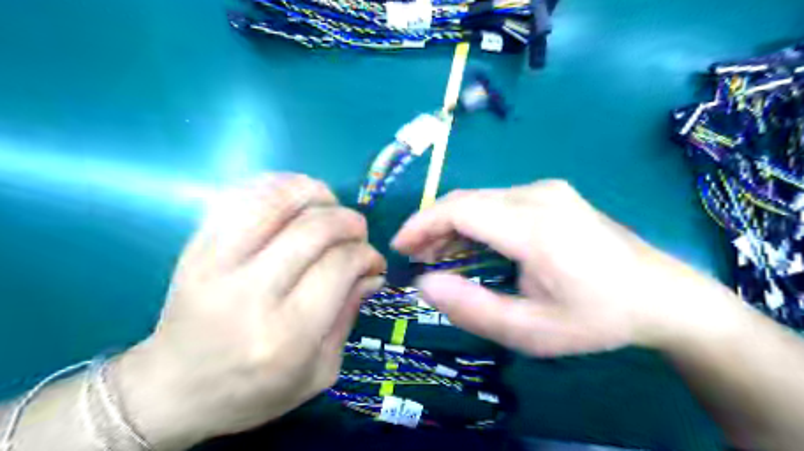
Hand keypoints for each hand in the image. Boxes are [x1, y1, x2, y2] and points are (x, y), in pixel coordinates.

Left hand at [115, 174, 385, 449]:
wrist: (171, 390)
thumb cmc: (252, 391)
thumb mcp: (318, 372)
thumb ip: (348, 316)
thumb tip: (371, 272)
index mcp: (286, 335)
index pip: (339, 266)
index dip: (366, 254)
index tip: (373, 261)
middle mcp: (250, 293)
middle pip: (314, 228)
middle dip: (349, 221)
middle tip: (357, 233)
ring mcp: (215, 264)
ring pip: (275, 201)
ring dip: (315, 193)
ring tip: (329, 206)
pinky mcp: (195, 247)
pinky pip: (239, 197)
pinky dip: (275, 186)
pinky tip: (293, 199)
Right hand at [394, 180, 735, 358]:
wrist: (661, 295)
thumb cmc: (597, 317)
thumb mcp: (531, 330)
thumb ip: (472, 308)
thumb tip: (424, 284)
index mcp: (535, 226)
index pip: (460, 209)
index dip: (422, 224)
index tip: (400, 247)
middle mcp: (538, 195)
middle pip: (466, 200)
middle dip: (431, 225)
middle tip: (414, 256)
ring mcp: (547, 190)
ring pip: (480, 199)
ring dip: (452, 224)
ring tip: (437, 255)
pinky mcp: (552, 194)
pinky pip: (498, 202)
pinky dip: (474, 221)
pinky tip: (470, 245)